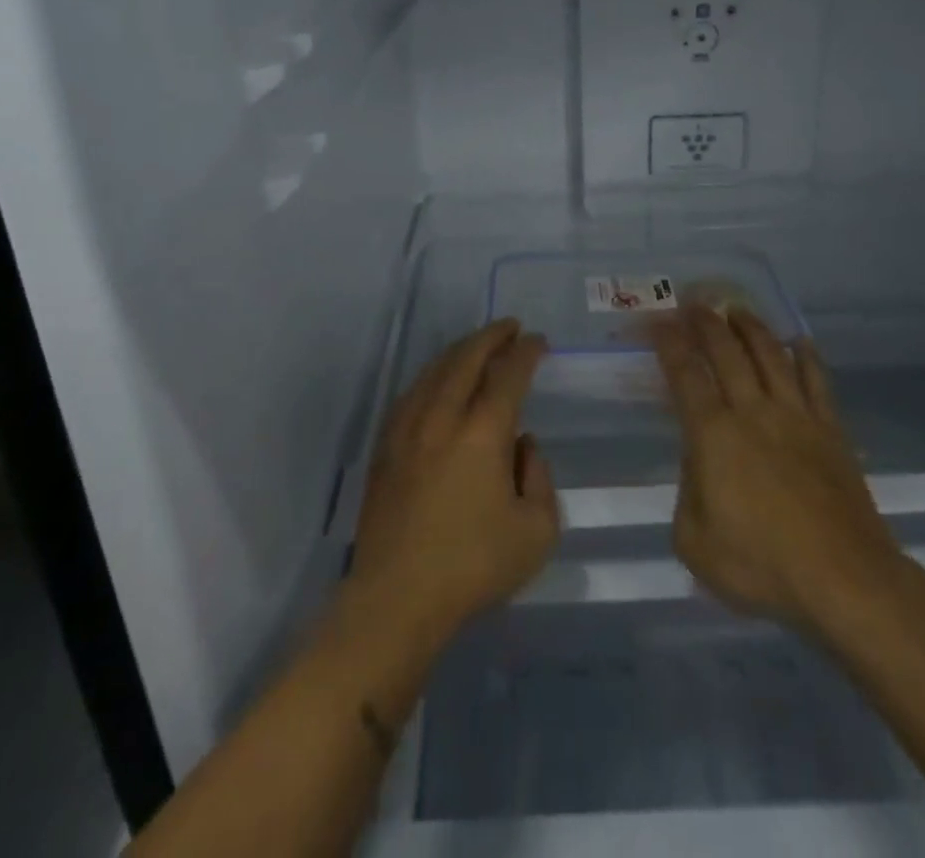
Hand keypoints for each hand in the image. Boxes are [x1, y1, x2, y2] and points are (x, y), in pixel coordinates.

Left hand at [349, 319, 559, 646]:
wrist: (397, 598)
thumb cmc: (473, 566)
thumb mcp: (537, 532)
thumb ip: (540, 478)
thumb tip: (522, 446)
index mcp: (483, 432)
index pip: (508, 374)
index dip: (526, 352)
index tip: (539, 341)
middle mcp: (443, 417)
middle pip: (466, 358)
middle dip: (491, 336)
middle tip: (510, 327)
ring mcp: (407, 428)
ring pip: (434, 370)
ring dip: (460, 351)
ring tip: (477, 346)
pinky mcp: (385, 446)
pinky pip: (411, 393)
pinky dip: (432, 376)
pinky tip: (438, 381)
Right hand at [655, 305, 904, 629]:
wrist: (845, 580)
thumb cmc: (762, 566)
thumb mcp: (695, 542)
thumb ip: (687, 494)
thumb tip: (698, 463)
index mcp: (713, 435)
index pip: (685, 375)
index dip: (669, 344)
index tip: (658, 322)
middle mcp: (752, 412)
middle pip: (727, 353)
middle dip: (707, 323)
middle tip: (695, 302)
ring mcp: (796, 417)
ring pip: (770, 356)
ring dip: (751, 327)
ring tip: (738, 309)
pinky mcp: (830, 431)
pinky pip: (817, 382)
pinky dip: (807, 358)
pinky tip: (800, 342)